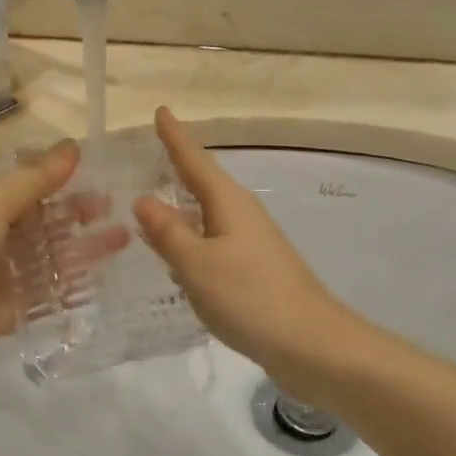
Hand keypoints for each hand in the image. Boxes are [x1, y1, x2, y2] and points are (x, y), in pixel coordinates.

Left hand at [0, 142, 128, 376]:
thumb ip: (36, 179)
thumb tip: (72, 145)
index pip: (19, 185)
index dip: (55, 179)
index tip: (94, 173)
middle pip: (38, 220)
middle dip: (73, 212)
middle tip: (113, 206)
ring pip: (47, 254)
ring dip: (81, 245)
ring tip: (123, 235)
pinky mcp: (9, 307)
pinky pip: (47, 290)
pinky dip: (73, 281)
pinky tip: (104, 271)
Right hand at [134, 108, 352, 374]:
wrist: (312, 345)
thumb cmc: (250, 297)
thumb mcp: (196, 264)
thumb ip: (167, 232)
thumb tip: (143, 198)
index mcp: (228, 202)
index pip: (194, 160)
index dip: (174, 136)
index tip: (160, 110)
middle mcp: (241, 214)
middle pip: (203, 182)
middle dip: (175, 167)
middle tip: (142, 156)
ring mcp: (250, 242)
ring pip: (207, 214)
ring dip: (180, 206)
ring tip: (146, 203)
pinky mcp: (252, 269)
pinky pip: (212, 241)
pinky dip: (190, 238)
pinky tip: (174, 254)